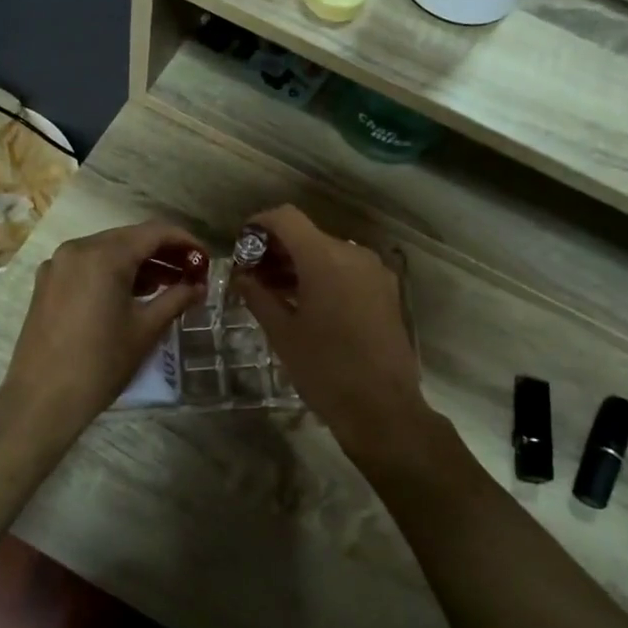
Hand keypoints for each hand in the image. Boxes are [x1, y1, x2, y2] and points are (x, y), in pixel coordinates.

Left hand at [0, 221, 207, 446]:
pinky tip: (132, 294)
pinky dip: (113, 272)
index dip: (185, 241)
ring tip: (168, 285)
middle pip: (130, 238)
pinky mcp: (47, 283)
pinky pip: (88, 265)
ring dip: (139, 263)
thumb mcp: (145, 329)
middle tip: (191, 272)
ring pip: (108, 251)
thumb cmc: (100, 363)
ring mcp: (58, 264)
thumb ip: (176, 299)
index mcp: (103, 255)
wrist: (41, 399)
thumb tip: (199, 286)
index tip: (206, 259)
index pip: (154, 232)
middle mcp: (77, 249)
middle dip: (163, 252)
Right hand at [230, 206, 429, 460]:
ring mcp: (374, 272)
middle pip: (308, 234)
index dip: (260, 224)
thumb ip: (258, 296)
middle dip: (277, 249)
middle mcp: (353, 254)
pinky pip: (347, 269)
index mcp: (325, 258)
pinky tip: (306, 303)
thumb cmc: (325, 370)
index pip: (286, 218)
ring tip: (274, 292)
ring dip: (299, 264)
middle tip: (252, 275)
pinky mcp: (385, 291)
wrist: (383, 409)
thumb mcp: (282, 334)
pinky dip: (323, 275)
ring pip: (328, 252)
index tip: (242, 247)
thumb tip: (242, 277)